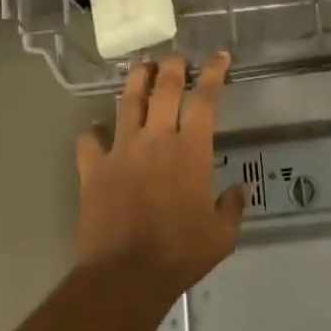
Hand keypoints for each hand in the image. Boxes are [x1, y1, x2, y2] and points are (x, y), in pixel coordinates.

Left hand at [75, 52, 245, 298]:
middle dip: (173, 66)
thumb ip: (233, 206)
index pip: (205, 99)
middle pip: (164, 89)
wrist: (126, 275)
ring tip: (142, 67)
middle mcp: (155, 140)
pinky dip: (95, 130)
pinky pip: (90, 140)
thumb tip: (241, 189)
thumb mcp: (222, 234)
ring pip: (127, 102)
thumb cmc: (181, 253)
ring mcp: (120, 151)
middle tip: (177, 57)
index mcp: (191, 150)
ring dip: (137, 81)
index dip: (214, 73)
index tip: (219, 56)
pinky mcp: (93, 169)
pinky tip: (98, 128)